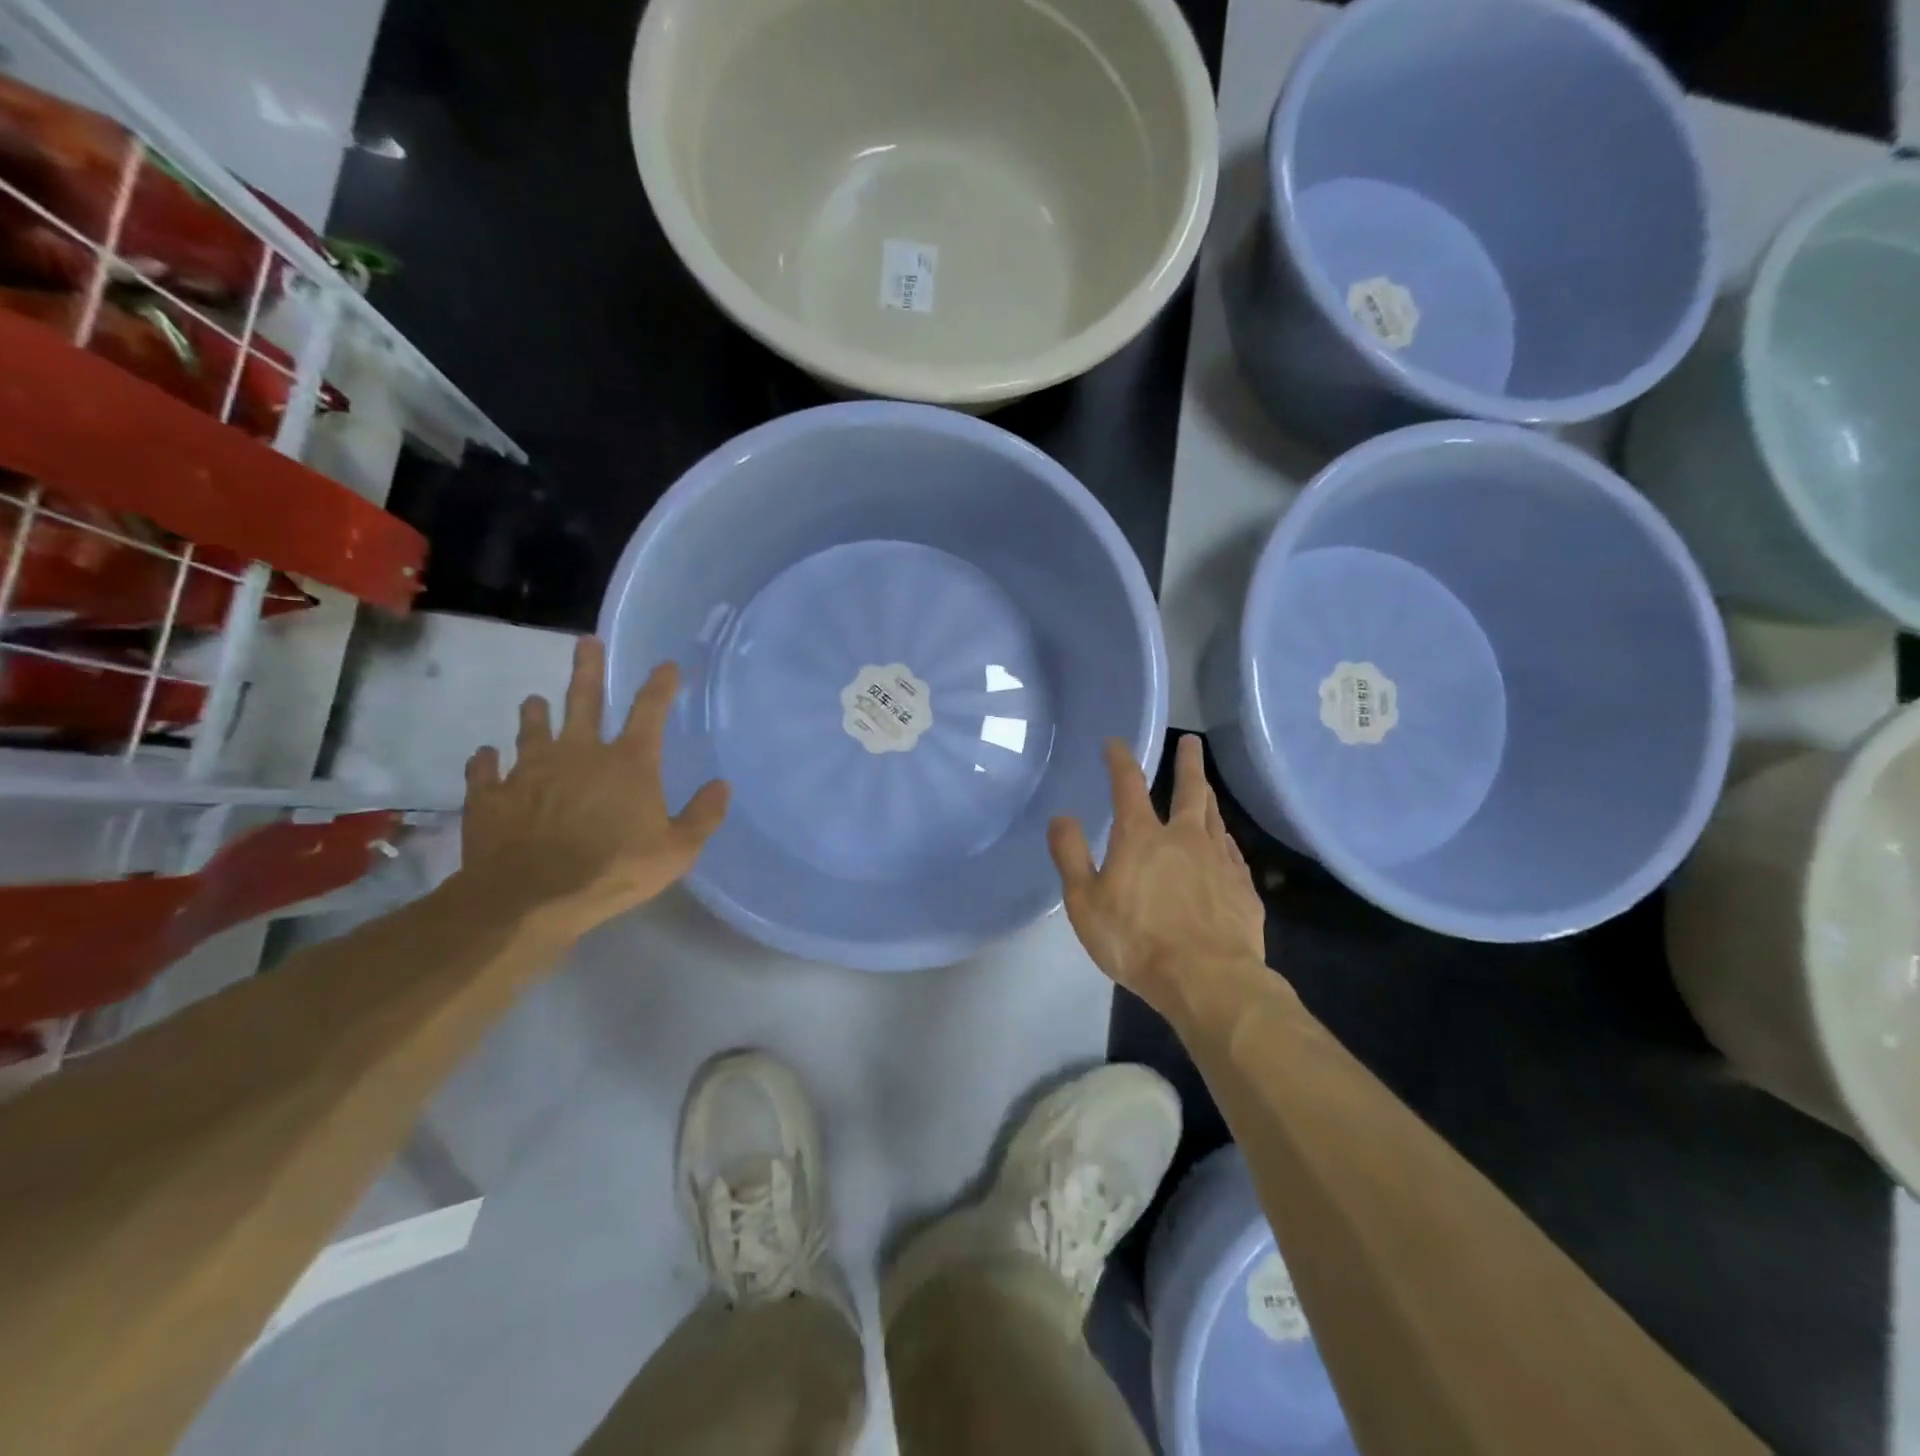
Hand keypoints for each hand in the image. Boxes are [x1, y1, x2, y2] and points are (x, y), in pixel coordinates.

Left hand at [457, 637, 728, 939]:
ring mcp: (530, 771)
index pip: (650, 711)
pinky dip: (486, 762)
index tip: (666, 665)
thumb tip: (723, 785)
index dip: (661, 685)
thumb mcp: (677, 851)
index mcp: (628, 763)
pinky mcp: (492, 795)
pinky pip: (484, 770)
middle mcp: (579, 753)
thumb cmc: (614, 871)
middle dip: (588, 669)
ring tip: (534, 701)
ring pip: (531, 729)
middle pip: (583, 701)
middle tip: (586, 642)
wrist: (530, 898)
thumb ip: (703, 816)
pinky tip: (485, 757)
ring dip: (535, 714)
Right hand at [1048, 734, 1268, 1029]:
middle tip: (1192, 742)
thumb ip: (1070, 856)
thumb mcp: (1085, 902)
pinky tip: (1223, 843)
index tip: (1115, 743)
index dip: (1120, 760)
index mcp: (1141, 837)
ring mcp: (1219, 861)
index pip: (1128, 785)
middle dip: (1188, 763)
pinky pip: (1232, 852)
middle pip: (1190, 791)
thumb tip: (1061, 816)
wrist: (1208, 980)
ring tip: (1206, 786)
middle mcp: (1184, 838)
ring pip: (1214, 817)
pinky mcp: (1242, 888)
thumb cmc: (1136, 941)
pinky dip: (1223, 839)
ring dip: (1208, 797)